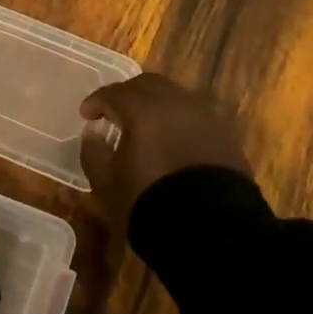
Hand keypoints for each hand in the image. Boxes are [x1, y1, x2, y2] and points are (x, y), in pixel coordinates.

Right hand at [79, 74, 249, 229]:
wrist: (212, 228)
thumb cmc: (149, 201)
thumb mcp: (107, 183)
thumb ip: (93, 153)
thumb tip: (93, 135)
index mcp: (143, 109)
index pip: (114, 93)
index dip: (96, 102)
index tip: (86, 115)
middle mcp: (176, 103)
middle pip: (148, 85)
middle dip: (127, 95)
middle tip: (114, 112)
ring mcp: (205, 117)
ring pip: (175, 97)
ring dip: (155, 106)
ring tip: (145, 126)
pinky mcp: (226, 136)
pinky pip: (195, 117)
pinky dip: (178, 121)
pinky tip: (171, 141)